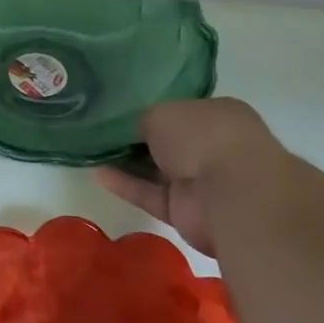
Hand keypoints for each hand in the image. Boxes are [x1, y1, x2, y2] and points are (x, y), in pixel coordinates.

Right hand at [95, 97, 287, 256]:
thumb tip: (137, 131)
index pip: (184, 110)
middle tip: (102, 131)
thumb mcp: (162, 111)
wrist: (231, 194)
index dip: (155, 111)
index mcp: (220, 115)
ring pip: (159, 170)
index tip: (122, 111)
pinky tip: (98, 174)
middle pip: (171, 142)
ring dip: (129, 163)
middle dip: (140, 139)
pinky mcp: (188, 212)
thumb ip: (145, 120)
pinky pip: (152, 195)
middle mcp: (215, 147)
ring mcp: (203, 182)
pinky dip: (127, 186)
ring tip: (92, 151)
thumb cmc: (202, 136)